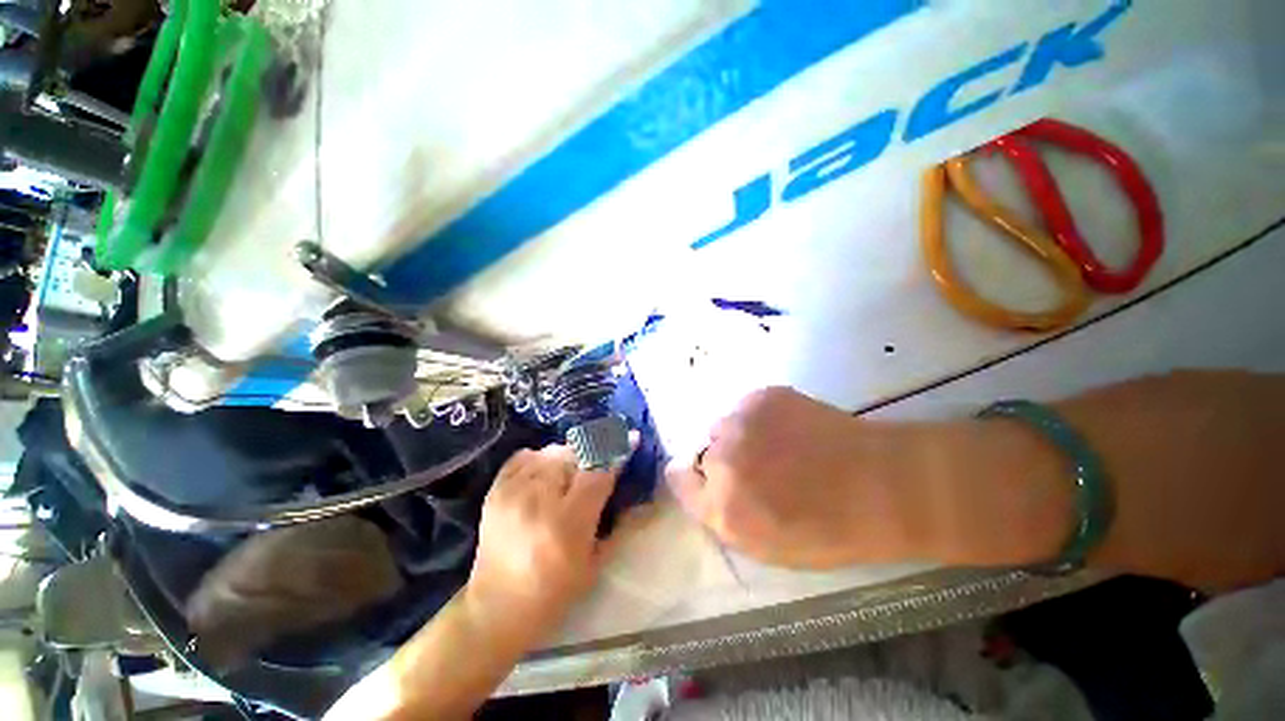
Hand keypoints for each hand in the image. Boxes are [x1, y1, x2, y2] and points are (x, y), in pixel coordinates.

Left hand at [466, 445, 620, 644]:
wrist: (497, 608)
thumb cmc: (555, 592)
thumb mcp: (595, 562)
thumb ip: (618, 522)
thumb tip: (637, 493)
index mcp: (568, 521)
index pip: (598, 471)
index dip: (617, 452)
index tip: (631, 438)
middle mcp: (539, 499)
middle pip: (574, 454)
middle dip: (592, 454)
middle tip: (598, 466)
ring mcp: (513, 491)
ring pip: (551, 451)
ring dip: (567, 457)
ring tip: (570, 474)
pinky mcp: (495, 490)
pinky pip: (525, 456)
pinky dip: (540, 459)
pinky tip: (545, 474)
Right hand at [666, 387, 924, 568]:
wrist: (883, 484)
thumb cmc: (829, 530)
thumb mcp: (766, 547)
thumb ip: (722, 515)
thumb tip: (698, 482)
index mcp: (722, 507)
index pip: (679, 480)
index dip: (692, 480)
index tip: (706, 480)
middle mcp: (722, 460)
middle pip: (703, 452)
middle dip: (723, 461)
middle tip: (760, 469)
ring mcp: (741, 422)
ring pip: (723, 426)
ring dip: (739, 437)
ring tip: (777, 446)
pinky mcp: (762, 396)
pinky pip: (745, 408)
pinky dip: (759, 418)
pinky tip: (790, 429)